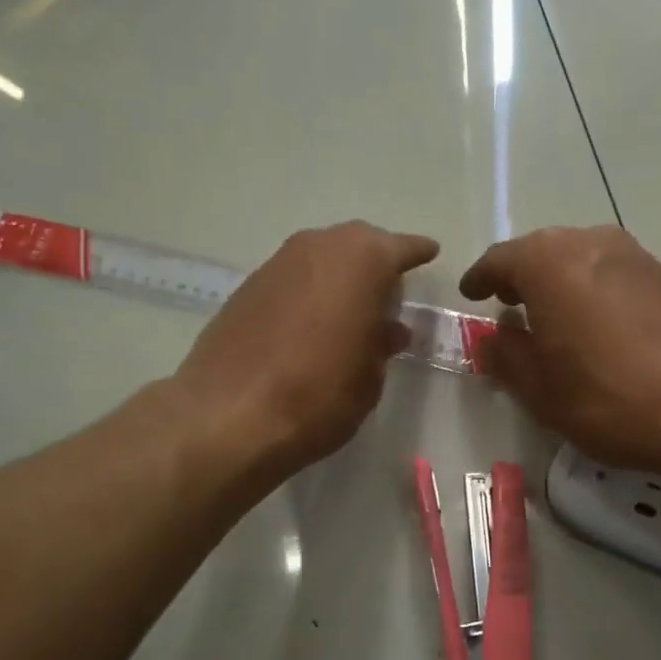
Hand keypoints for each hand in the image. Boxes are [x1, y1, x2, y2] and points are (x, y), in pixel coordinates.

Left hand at [176, 221, 438, 478]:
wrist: (230, 415)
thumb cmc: (320, 395)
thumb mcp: (369, 376)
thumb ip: (381, 344)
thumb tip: (387, 329)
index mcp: (362, 261)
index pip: (401, 248)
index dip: (417, 253)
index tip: (430, 253)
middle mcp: (318, 248)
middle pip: (357, 244)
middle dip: (375, 261)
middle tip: (388, 289)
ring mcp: (277, 264)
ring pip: (321, 257)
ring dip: (338, 276)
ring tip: (349, 308)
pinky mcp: (246, 287)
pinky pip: (292, 278)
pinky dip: (308, 291)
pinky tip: (310, 322)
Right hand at [459, 226, 660, 476]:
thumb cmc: (610, 396)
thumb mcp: (540, 389)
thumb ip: (505, 356)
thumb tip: (491, 338)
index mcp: (548, 262)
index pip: (499, 260)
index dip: (480, 279)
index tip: (471, 296)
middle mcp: (588, 242)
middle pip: (539, 252)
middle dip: (518, 277)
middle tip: (506, 308)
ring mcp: (631, 254)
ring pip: (576, 259)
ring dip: (555, 282)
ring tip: (547, 319)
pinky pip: (607, 271)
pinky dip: (587, 289)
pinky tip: (590, 324)